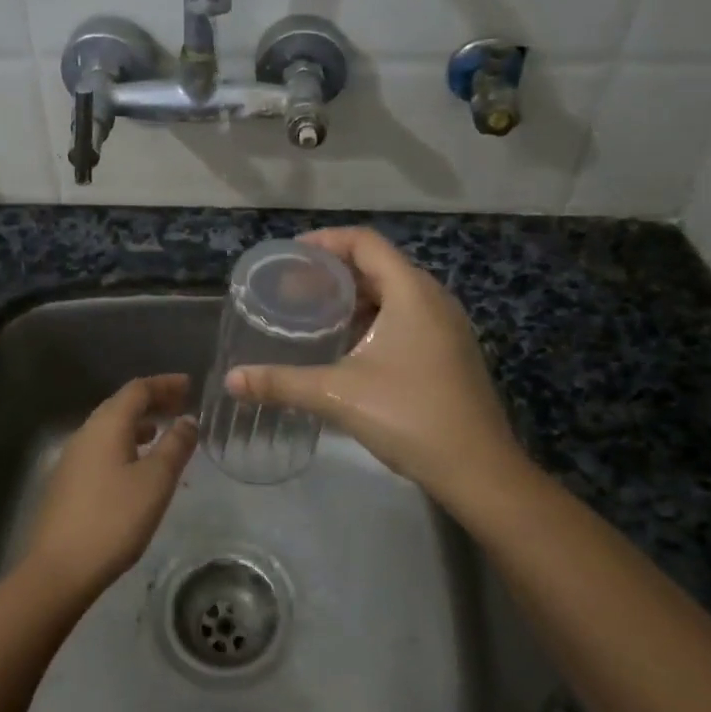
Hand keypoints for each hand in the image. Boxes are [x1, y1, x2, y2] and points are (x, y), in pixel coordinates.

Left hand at [20, 374, 197, 602]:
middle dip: (153, 401)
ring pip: (111, 427)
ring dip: (139, 423)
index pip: (137, 389)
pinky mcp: (69, 480)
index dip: (164, 384)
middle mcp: (86, 432)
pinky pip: (103, 447)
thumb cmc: (114, 519)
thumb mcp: (155, 481)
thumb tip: (188, 419)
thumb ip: (175, 446)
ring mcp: (73, 457)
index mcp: (106, 425)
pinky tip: (138, 464)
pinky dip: (126, 443)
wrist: (59, 568)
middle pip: (122, 405)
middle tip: (182, 404)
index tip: (190, 385)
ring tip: (165, 431)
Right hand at [224, 228, 527, 514]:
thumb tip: (231, 380)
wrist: (479, 470)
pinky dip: (374, 317)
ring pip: (393, 292)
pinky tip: (348, 344)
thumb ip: (281, 382)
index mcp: (411, 292)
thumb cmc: (410, 417)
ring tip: (314, 313)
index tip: (290, 256)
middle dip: (334, 272)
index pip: (364, 242)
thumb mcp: (338, 395)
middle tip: (293, 288)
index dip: (325, 241)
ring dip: (354, 297)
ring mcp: (446, 325)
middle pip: (378, 264)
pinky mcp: (449, 350)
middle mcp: (433, 298)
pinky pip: (406, 315)